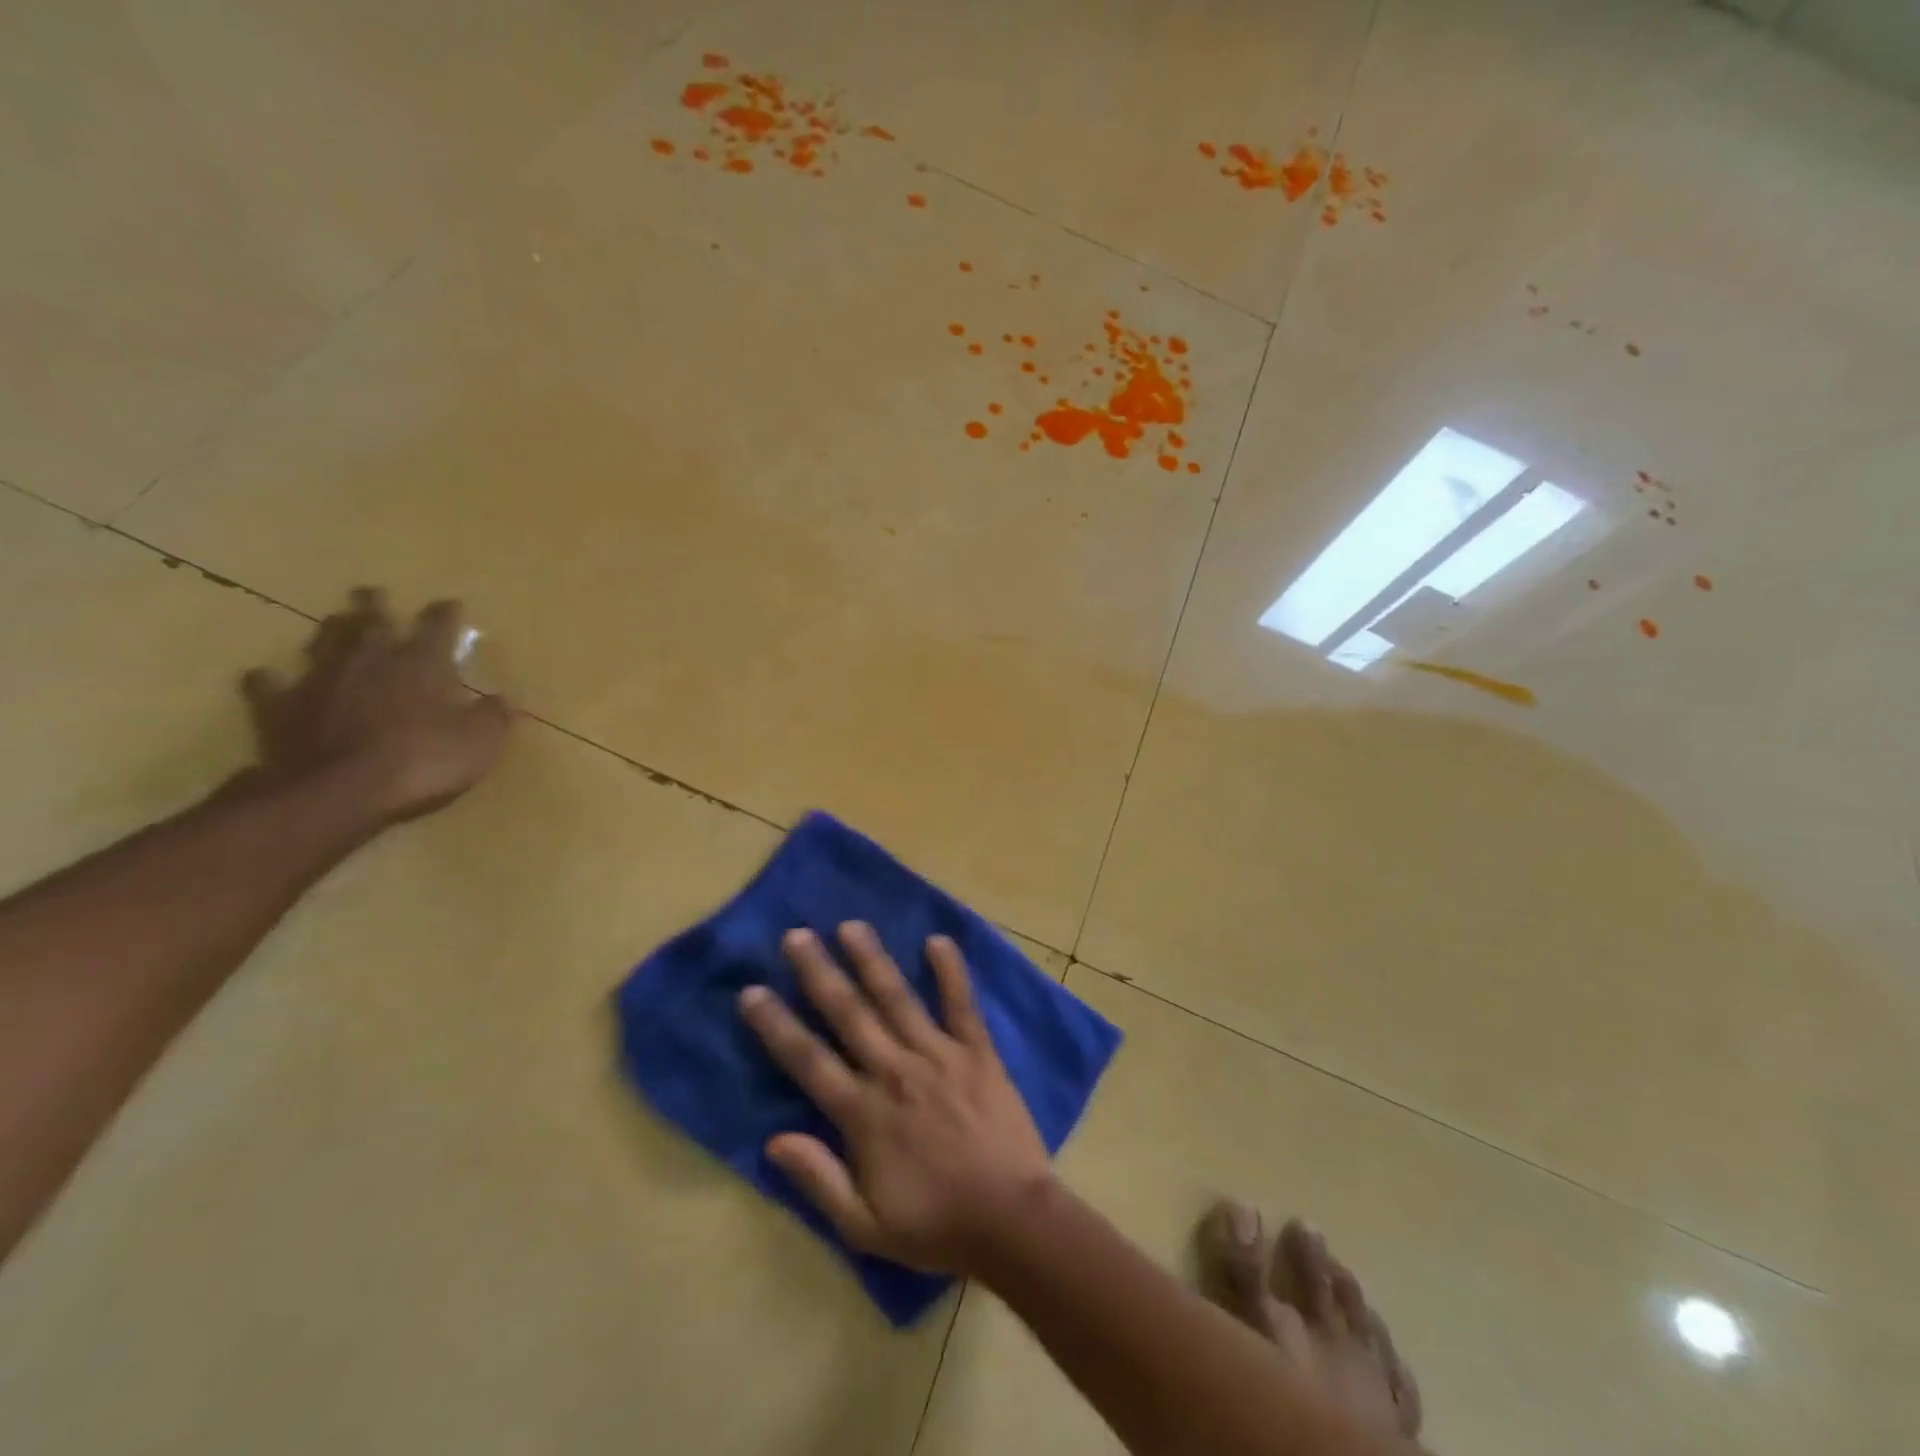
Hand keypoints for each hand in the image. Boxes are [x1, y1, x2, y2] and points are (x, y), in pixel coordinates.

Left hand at [240, 588, 511, 823]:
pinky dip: (270, 680)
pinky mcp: (282, 708)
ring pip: (324, 643)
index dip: (446, 614)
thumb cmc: (423, 760)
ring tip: (335, 621)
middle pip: (373, 623)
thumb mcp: (480, 741)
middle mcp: (370, 661)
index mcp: (422, 664)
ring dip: (332, 631)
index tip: (451, 604)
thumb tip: (510, 697)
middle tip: (372, 592)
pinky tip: (267, 676)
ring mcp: (322, 681)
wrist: (340, 791)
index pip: (438, 627)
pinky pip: (270, 687)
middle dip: (376, 606)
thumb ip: (496, 716)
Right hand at [738, 923, 1053, 1274]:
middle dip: (819, 972)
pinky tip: (938, 940)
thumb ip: (818, 1180)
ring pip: (897, 998)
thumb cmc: (936, 1226)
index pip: (808, 1060)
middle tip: (796, 935)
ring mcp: (938, 1055)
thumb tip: (773, 1141)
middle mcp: (895, 1072)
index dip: (776, 1025)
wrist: (1011, 1221)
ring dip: (871, 960)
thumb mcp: (865, 1227)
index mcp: (863, 1113)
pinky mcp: (977, 1052)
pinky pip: (961, 1004)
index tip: (751, 991)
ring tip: (850, 926)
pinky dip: (950, 971)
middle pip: (848, 1013)